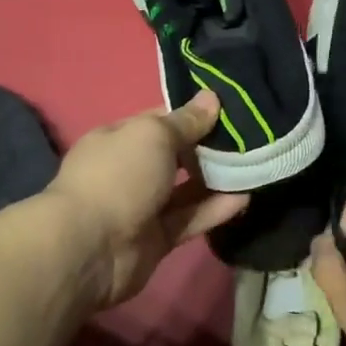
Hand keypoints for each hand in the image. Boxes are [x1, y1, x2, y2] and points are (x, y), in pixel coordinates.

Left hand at [46, 90, 247, 310]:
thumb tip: (211, 98)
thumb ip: (186, 121)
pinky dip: (215, 209)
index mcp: (120, 139)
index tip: (229, 110)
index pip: (160, 121)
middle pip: (176, 155)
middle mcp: (130, 170)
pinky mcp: (157, 238)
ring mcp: (142, 206)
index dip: (192, 114)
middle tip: (251, 138)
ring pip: (186, 189)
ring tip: (254, 167)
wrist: (90, 248)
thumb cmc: (119, 176)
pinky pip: (190, 218)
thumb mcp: (153, 136)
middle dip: (209, 148)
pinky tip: (245, 197)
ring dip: (217, 180)